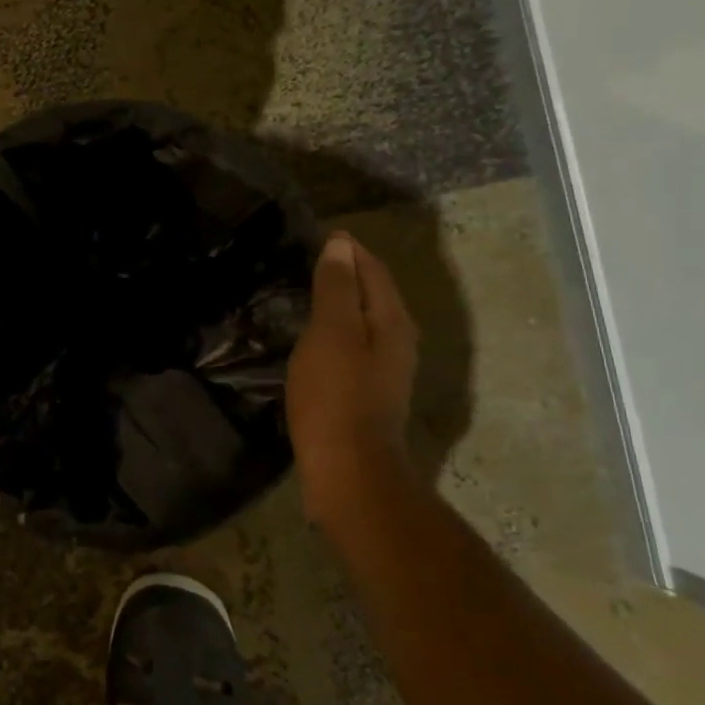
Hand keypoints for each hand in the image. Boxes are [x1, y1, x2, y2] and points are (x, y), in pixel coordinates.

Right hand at [287, 231, 419, 522]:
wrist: (349, 470)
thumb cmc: (336, 396)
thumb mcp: (331, 333)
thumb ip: (337, 288)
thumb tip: (341, 245)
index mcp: (391, 320)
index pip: (373, 269)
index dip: (348, 249)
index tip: (318, 234)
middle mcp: (397, 340)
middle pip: (374, 293)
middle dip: (347, 272)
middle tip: (309, 258)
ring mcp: (386, 369)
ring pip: (364, 320)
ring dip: (341, 302)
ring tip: (308, 291)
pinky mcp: (369, 392)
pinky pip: (354, 344)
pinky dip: (336, 329)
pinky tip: (314, 337)